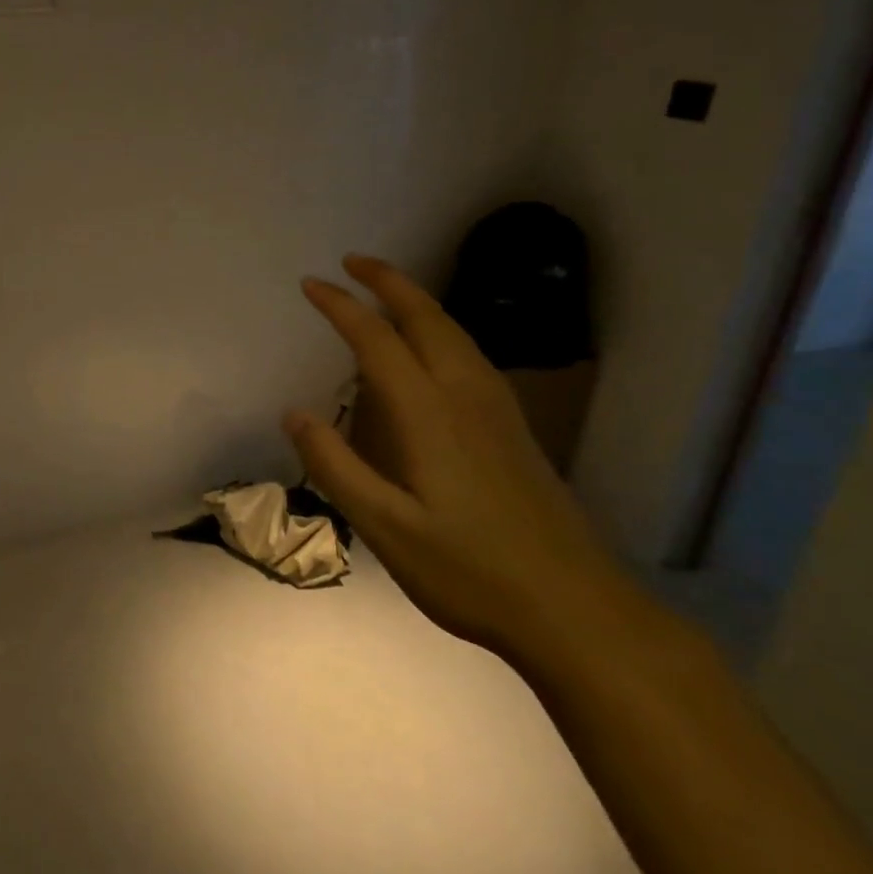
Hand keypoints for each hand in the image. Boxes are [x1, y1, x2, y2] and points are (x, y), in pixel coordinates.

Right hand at [284, 256, 633, 661]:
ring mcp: (498, 413)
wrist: (578, 612)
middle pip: (428, 320)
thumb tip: (294, 413)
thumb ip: (336, 466)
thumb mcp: (385, 528)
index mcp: (430, 416)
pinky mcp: (515, 431)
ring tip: (387, 290)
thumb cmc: (470, 572)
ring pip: (457, 334)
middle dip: (389, 283)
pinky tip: (436, 347)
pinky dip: (442, 329)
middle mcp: (467, 398)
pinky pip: (471, 356)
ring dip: (419, 301)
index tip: (310, 284)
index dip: (342, 308)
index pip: (378, 342)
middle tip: (352, 261)